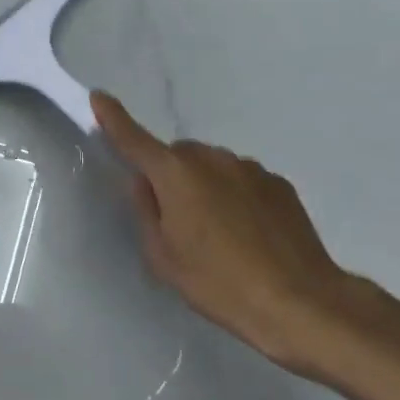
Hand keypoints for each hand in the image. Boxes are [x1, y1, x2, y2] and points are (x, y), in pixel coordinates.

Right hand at [92, 92, 360, 376]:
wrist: (299, 301)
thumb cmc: (218, 283)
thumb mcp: (163, 257)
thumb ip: (146, 212)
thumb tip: (144, 183)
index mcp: (176, 175)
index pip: (135, 140)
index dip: (114, 119)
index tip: (99, 97)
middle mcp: (213, 159)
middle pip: (178, 155)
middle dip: (170, 175)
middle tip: (175, 219)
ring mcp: (250, 169)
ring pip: (212, 167)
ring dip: (204, 186)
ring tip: (216, 233)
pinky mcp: (278, 184)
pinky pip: (241, 180)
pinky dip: (234, 196)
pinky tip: (246, 235)